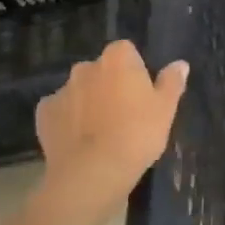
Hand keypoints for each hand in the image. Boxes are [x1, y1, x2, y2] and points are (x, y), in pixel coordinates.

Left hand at [36, 41, 187, 217]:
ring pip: (80, 91)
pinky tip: (79, 141)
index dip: (135, 71)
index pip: (127, 52)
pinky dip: (68, 121)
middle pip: (101, 70)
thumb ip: (172, 82)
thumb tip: (180, 64)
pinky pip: (60, 112)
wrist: (92, 172)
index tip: (142, 94)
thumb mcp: (166, 110)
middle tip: (125, 115)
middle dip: (110, 85)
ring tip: (101, 133)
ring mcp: (62, 90)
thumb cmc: (137, 135)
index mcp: (118, 59)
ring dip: (89, 103)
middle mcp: (86, 67)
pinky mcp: (44, 114)